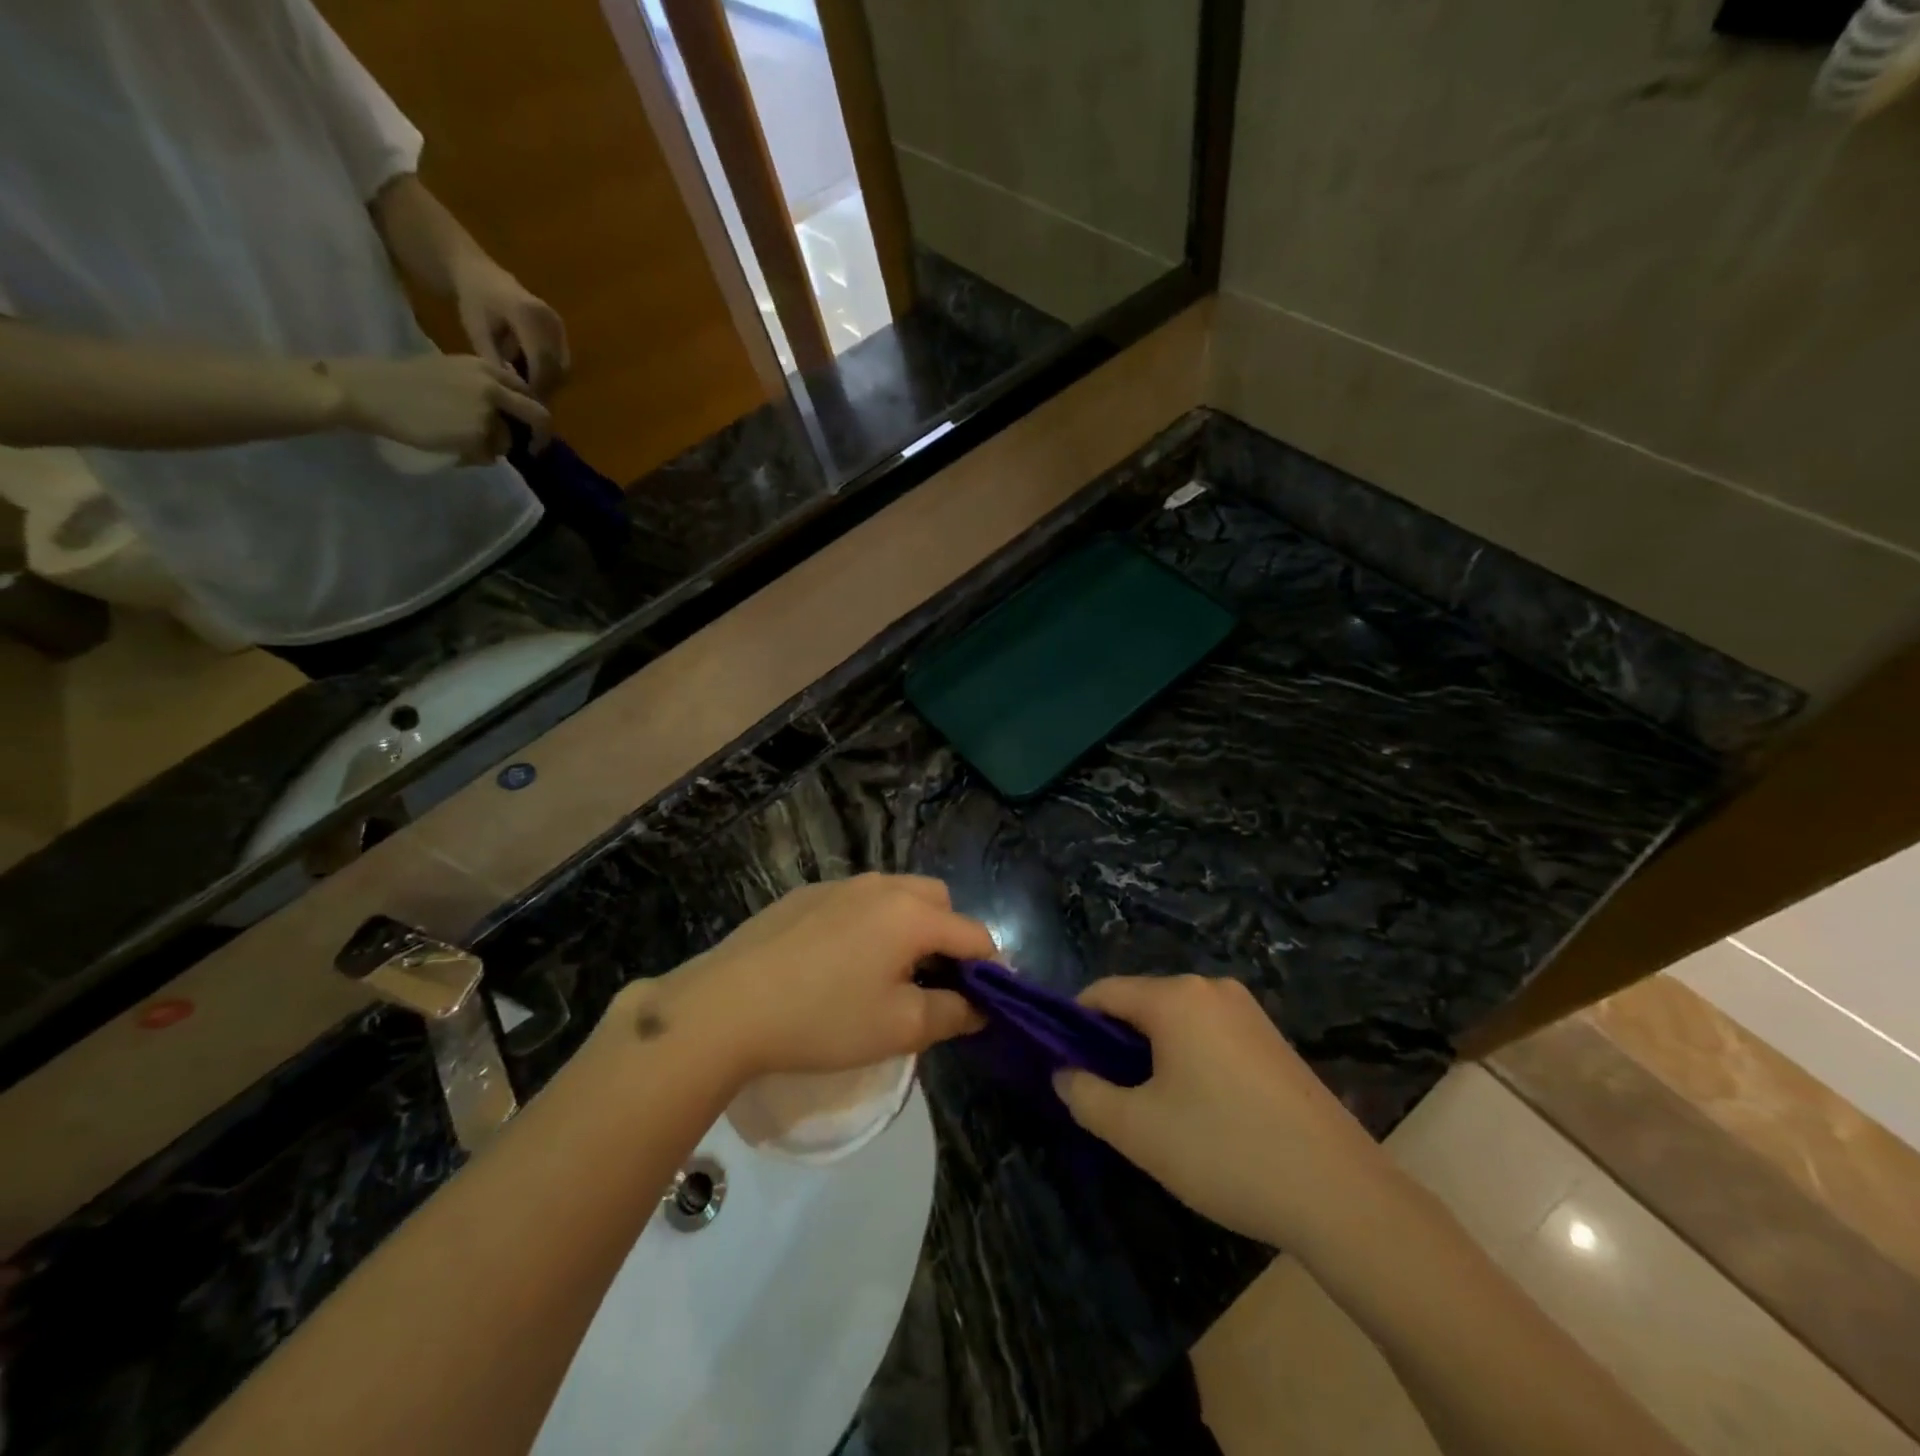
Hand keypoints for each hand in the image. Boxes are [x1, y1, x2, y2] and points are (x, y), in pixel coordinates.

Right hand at [324, 354, 548, 463]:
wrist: (371, 391)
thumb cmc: (405, 382)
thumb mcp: (451, 371)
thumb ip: (483, 386)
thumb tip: (510, 410)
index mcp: (486, 367)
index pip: (526, 391)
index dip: (531, 411)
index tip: (528, 426)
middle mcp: (493, 387)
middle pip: (538, 416)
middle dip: (541, 437)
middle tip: (534, 449)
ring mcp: (488, 412)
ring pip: (508, 442)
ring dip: (491, 448)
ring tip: (459, 442)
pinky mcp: (478, 434)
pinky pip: (489, 456)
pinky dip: (475, 457)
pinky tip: (450, 447)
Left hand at [452, 258, 568, 406]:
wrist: (481, 275)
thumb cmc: (474, 302)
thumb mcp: (476, 331)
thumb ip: (494, 360)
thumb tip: (513, 390)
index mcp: (527, 315)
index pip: (541, 361)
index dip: (536, 385)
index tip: (525, 402)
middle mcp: (550, 319)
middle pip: (557, 367)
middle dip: (545, 387)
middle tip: (528, 401)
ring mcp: (559, 324)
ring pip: (563, 367)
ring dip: (549, 381)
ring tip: (528, 386)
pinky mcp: (562, 330)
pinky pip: (562, 361)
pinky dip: (551, 372)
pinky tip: (533, 374)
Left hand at [615, 874, 994, 1080]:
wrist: (727, 1005)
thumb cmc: (823, 1019)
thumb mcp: (898, 1028)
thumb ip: (952, 1014)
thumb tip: (981, 1006)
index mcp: (912, 914)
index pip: (974, 933)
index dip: (990, 967)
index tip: (988, 999)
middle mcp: (881, 886)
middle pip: (938, 900)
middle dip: (950, 936)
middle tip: (934, 982)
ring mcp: (840, 884)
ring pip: (896, 894)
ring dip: (909, 925)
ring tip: (887, 971)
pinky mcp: (806, 894)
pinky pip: (857, 900)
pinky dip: (869, 923)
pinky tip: (839, 962)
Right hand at [1054, 976, 1389, 1248]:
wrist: (1341, 1195)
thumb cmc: (1225, 1152)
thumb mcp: (1139, 1131)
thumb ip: (1086, 1096)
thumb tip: (1064, 1074)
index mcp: (1175, 997)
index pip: (1103, 992)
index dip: (1074, 1024)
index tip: (1065, 1065)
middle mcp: (1211, 989)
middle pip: (1141, 1003)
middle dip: (1115, 1043)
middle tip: (1109, 1097)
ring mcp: (1248, 1012)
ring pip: (1176, 1020)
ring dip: (1152, 1054)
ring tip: (1153, 1109)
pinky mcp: (1272, 1039)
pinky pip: (1210, 1034)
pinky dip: (1189, 1059)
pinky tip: (1200, 1110)